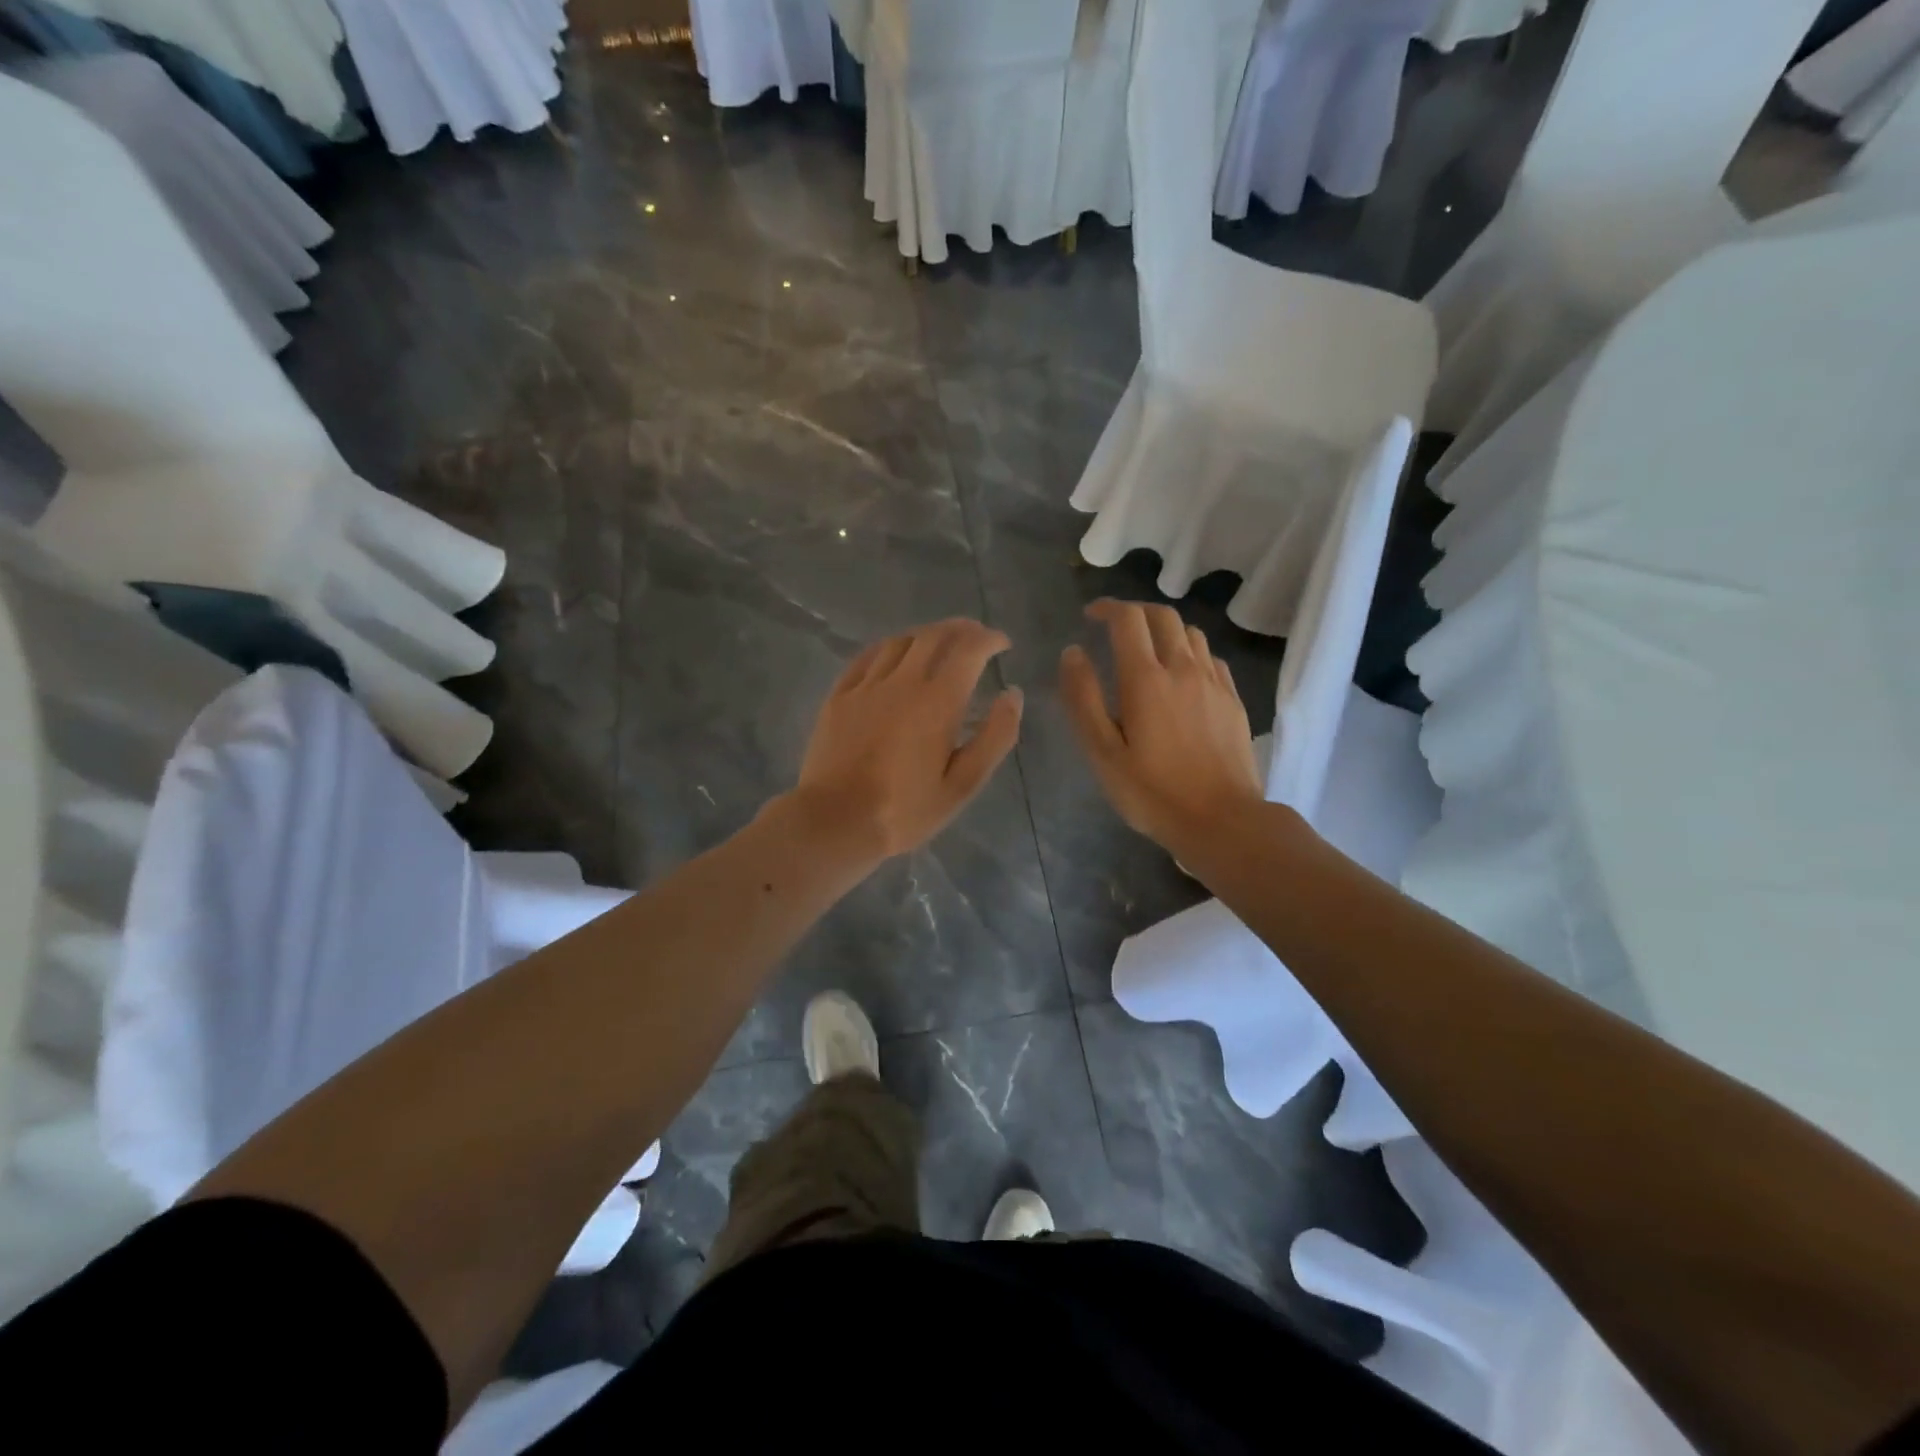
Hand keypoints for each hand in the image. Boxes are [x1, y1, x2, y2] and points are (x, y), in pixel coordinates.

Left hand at [792, 619, 1023, 860]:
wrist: (835, 820)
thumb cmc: (905, 809)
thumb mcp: (963, 784)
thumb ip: (994, 736)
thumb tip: (1012, 694)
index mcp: (938, 701)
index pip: (969, 649)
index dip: (989, 639)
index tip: (1002, 643)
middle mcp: (903, 681)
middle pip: (934, 636)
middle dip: (961, 629)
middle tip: (976, 636)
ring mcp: (866, 685)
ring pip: (900, 641)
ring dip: (926, 635)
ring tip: (939, 644)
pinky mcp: (839, 696)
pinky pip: (867, 657)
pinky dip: (890, 648)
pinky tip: (894, 655)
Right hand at [1061, 599, 1263, 852]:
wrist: (1222, 820)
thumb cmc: (1152, 793)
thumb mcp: (1102, 752)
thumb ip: (1083, 699)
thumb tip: (1073, 653)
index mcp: (1146, 679)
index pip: (1128, 619)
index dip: (1107, 608)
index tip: (1090, 616)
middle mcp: (1183, 669)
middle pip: (1163, 616)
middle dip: (1136, 612)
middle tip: (1115, 628)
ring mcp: (1214, 683)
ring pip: (1191, 633)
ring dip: (1165, 630)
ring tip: (1148, 650)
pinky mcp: (1233, 700)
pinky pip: (1211, 658)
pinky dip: (1190, 653)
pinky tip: (1182, 676)